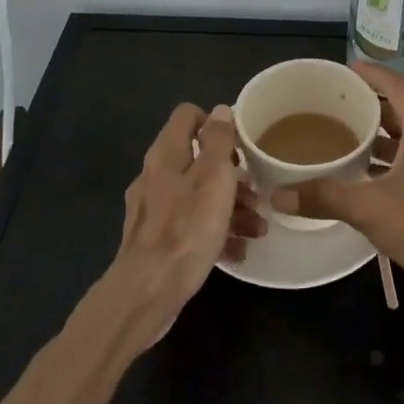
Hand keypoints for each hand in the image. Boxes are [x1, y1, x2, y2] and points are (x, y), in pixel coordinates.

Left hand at [107, 104, 264, 347]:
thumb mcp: (213, 178)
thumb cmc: (186, 229)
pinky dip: (213, 232)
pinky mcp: (155, 240)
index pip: (187, 115)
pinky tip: (237, 251)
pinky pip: (190, 225)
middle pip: (196, 158)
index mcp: (166, 154)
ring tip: (257, 229)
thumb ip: (219, 141)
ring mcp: (152, 209)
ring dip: (229, 207)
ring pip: (196, 194)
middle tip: (256, 194)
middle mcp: (155, 175)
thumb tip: (219, 110)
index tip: (239, 145)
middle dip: (231, 174)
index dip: (214, 122)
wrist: (147, 293)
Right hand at [273, 63, 403, 309]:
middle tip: (344, 109)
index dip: (374, 74)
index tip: (350, 69)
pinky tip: (378, 181)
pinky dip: (400, 162)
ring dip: (388, 139)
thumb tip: (279, 195)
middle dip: (376, 108)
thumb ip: (324, 197)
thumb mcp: (368, 208)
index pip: (399, 86)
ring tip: (354, 144)